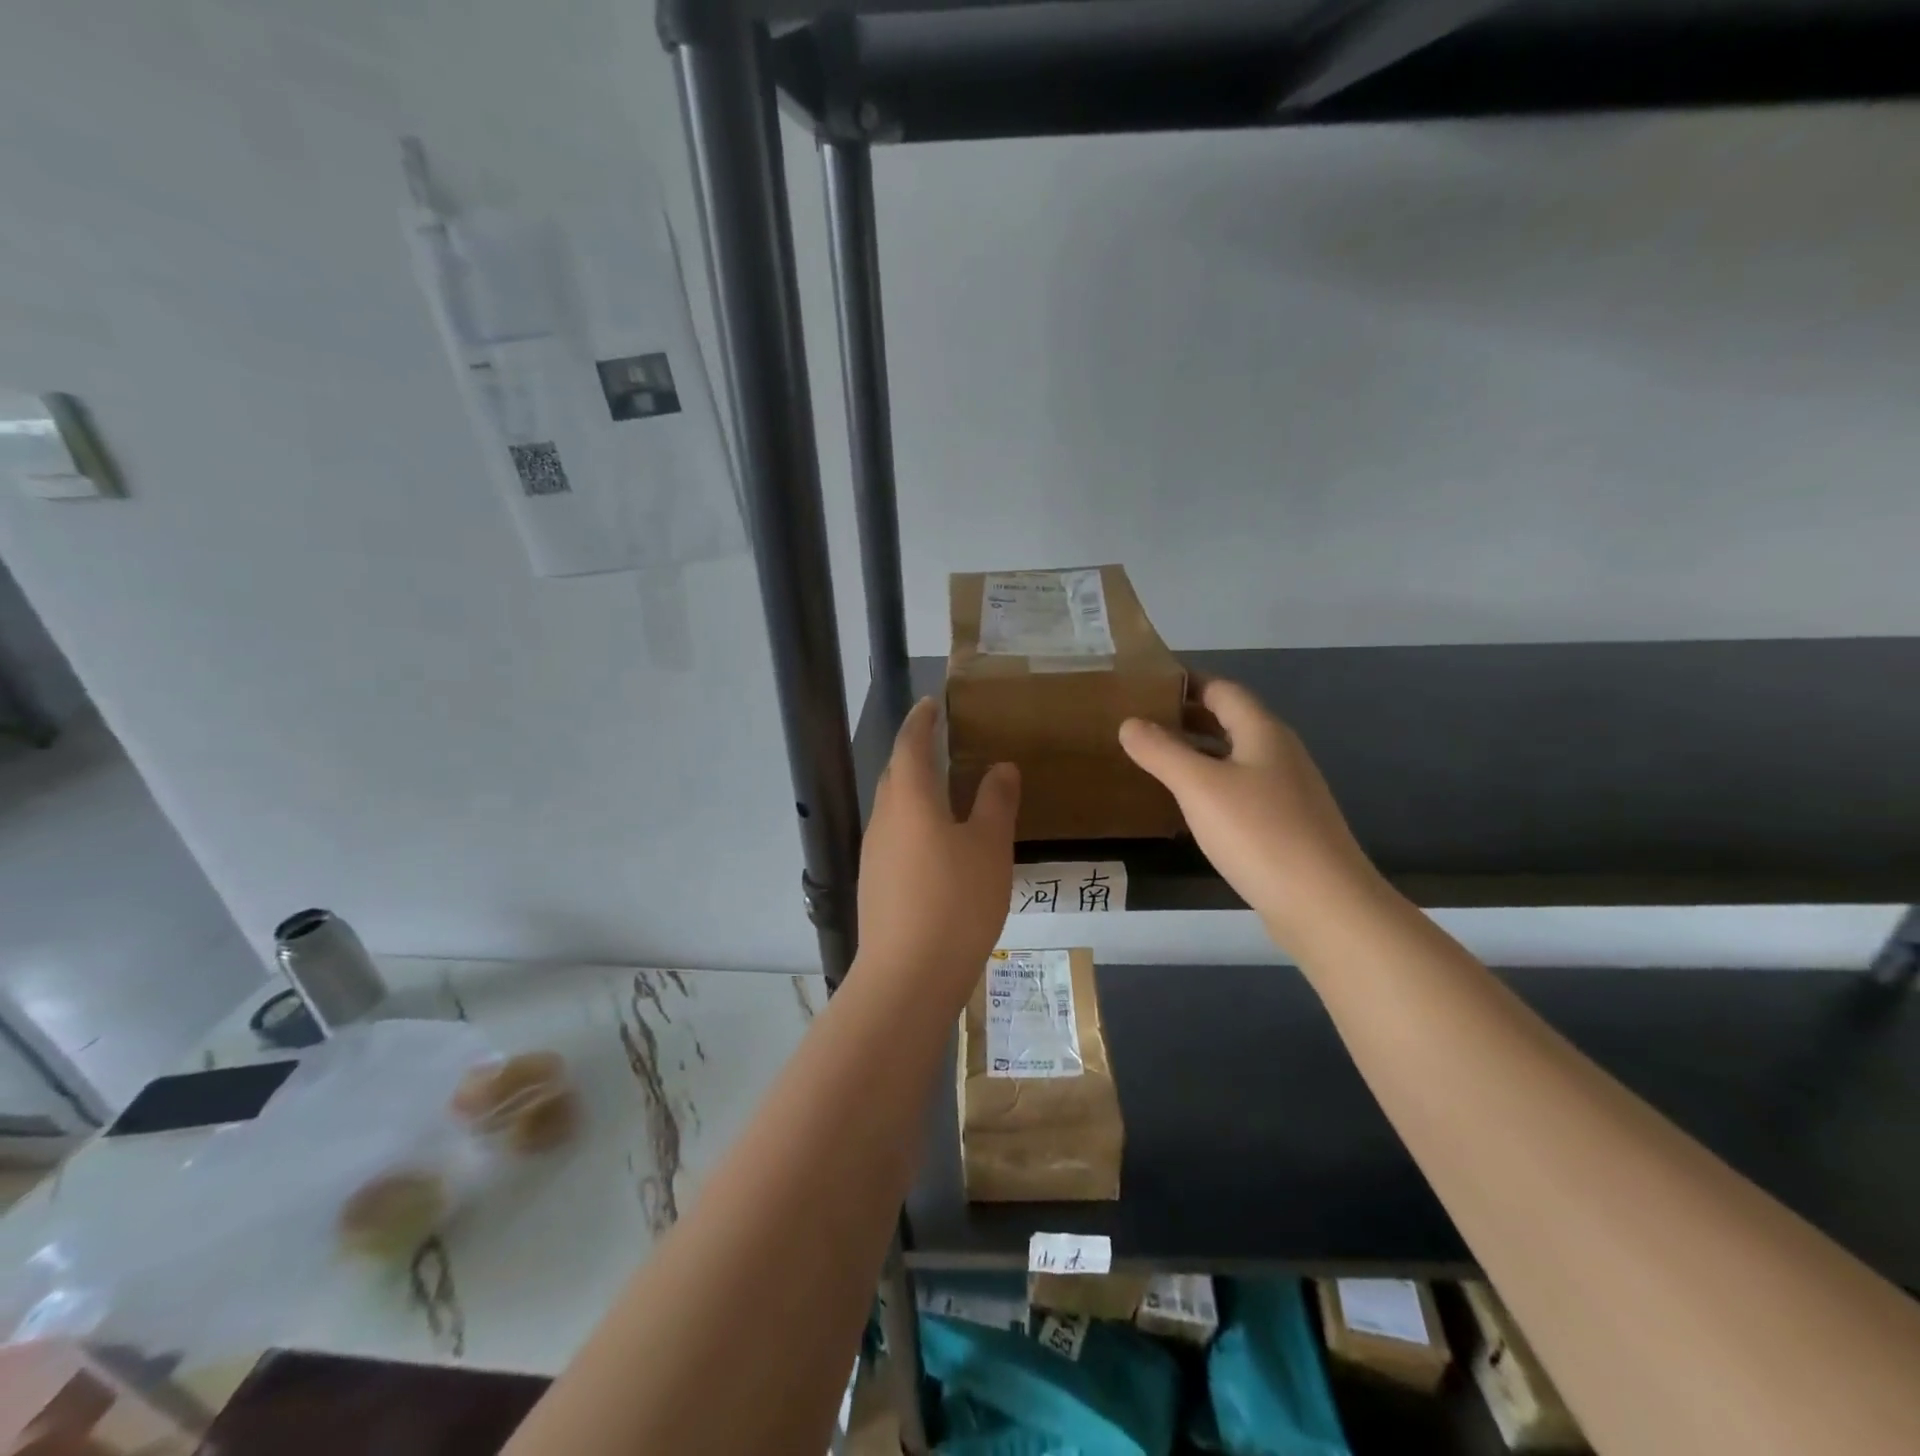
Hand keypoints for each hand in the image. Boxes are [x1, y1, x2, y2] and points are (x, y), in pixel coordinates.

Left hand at [856, 698, 1018, 996]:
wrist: (907, 976)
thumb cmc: (956, 901)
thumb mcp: (989, 847)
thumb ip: (995, 802)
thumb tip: (1001, 767)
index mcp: (909, 799)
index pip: (910, 744)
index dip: (921, 721)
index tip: (931, 703)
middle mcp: (883, 819)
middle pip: (895, 775)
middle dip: (914, 754)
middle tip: (941, 744)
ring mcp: (873, 854)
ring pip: (893, 808)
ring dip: (914, 792)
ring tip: (943, 792)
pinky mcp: (873, 884)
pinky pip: (894, 838)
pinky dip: (913, 824)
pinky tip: (935, 846)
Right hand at [1119, 679, 1382, 947]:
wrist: (1324, 905)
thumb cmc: (1259, 833)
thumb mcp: (1200, 787)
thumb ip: (1162, 751)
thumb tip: (1130, 723)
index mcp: (1263, 732)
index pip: (1222, 690)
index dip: (1186, 683)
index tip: (1147, 686)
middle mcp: (1280, 754)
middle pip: (1231, 722)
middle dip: (1188, 718)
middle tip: (1141, 723)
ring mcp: (1287, 792)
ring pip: (1236, 758)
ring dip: (1199, 753)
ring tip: (1156, 760)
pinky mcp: (1287, 826)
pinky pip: (1242, 790)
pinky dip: (1212, 786)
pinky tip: (1190, 806)